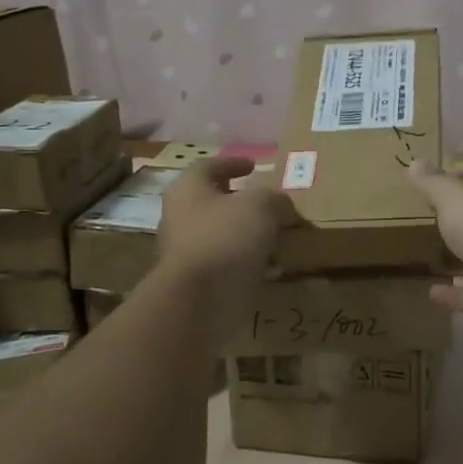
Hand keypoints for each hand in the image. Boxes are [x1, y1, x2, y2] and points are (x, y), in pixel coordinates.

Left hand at [158, 158, 293, 336]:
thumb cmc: (226, 236)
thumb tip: (281, 206)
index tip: (253, 165)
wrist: (200, 300)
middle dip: (240, 202)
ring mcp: (187, 252)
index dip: (232, 163)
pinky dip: (248, 263)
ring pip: (221, 235)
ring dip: (247, 234)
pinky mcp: (198, 282)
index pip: (207, 166)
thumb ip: (274, 198)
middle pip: (212, 202)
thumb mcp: (261, 204)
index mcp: (188, 190)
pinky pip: (227, 265)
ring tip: (277, 235)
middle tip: (267, 202)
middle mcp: (181, 218)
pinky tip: (273, 267)